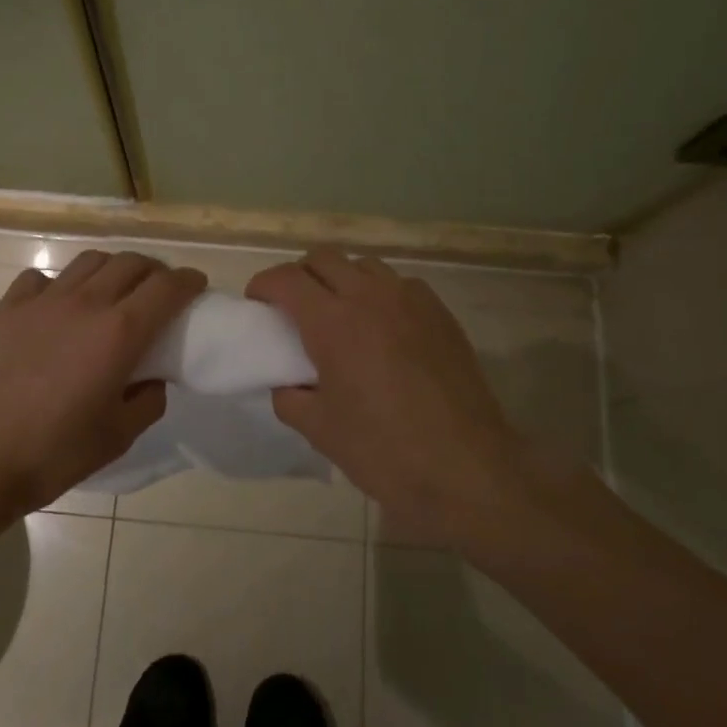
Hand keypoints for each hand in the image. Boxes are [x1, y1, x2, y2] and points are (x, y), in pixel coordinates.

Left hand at [0, 250, 205, 515]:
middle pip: (131, 263)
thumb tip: (151, 378)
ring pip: (90, 261)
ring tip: (114, 291)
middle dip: (155, 270)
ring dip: (113, 269)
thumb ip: (148, 400)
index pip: (167, 287)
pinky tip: (60, 305)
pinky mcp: (9, 308)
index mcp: (120, 332)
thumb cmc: (54, 452)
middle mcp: (86, 303)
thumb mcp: (119, 436)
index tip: (197, 286)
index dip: (188, 281)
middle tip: (159, 291)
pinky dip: (61, 283)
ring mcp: (44, 300)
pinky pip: (43, 278)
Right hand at [247, 249, 531, 542]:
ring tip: (340, 314)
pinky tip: (383, 328)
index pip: (286, 278)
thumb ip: (291, 398)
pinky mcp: (440, 313)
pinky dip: (379, 294)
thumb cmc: (386, 452)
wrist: (468, 469)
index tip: (258, 303)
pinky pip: (400, 285)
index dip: (264, 284)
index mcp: (333, 323)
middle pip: (324, 257)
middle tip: (294, 307)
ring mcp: (411, 300)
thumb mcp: (320, 431)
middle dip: (300, 274)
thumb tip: (288, 383)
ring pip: (364, 265)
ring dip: (341, 279)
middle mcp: (370, 297)